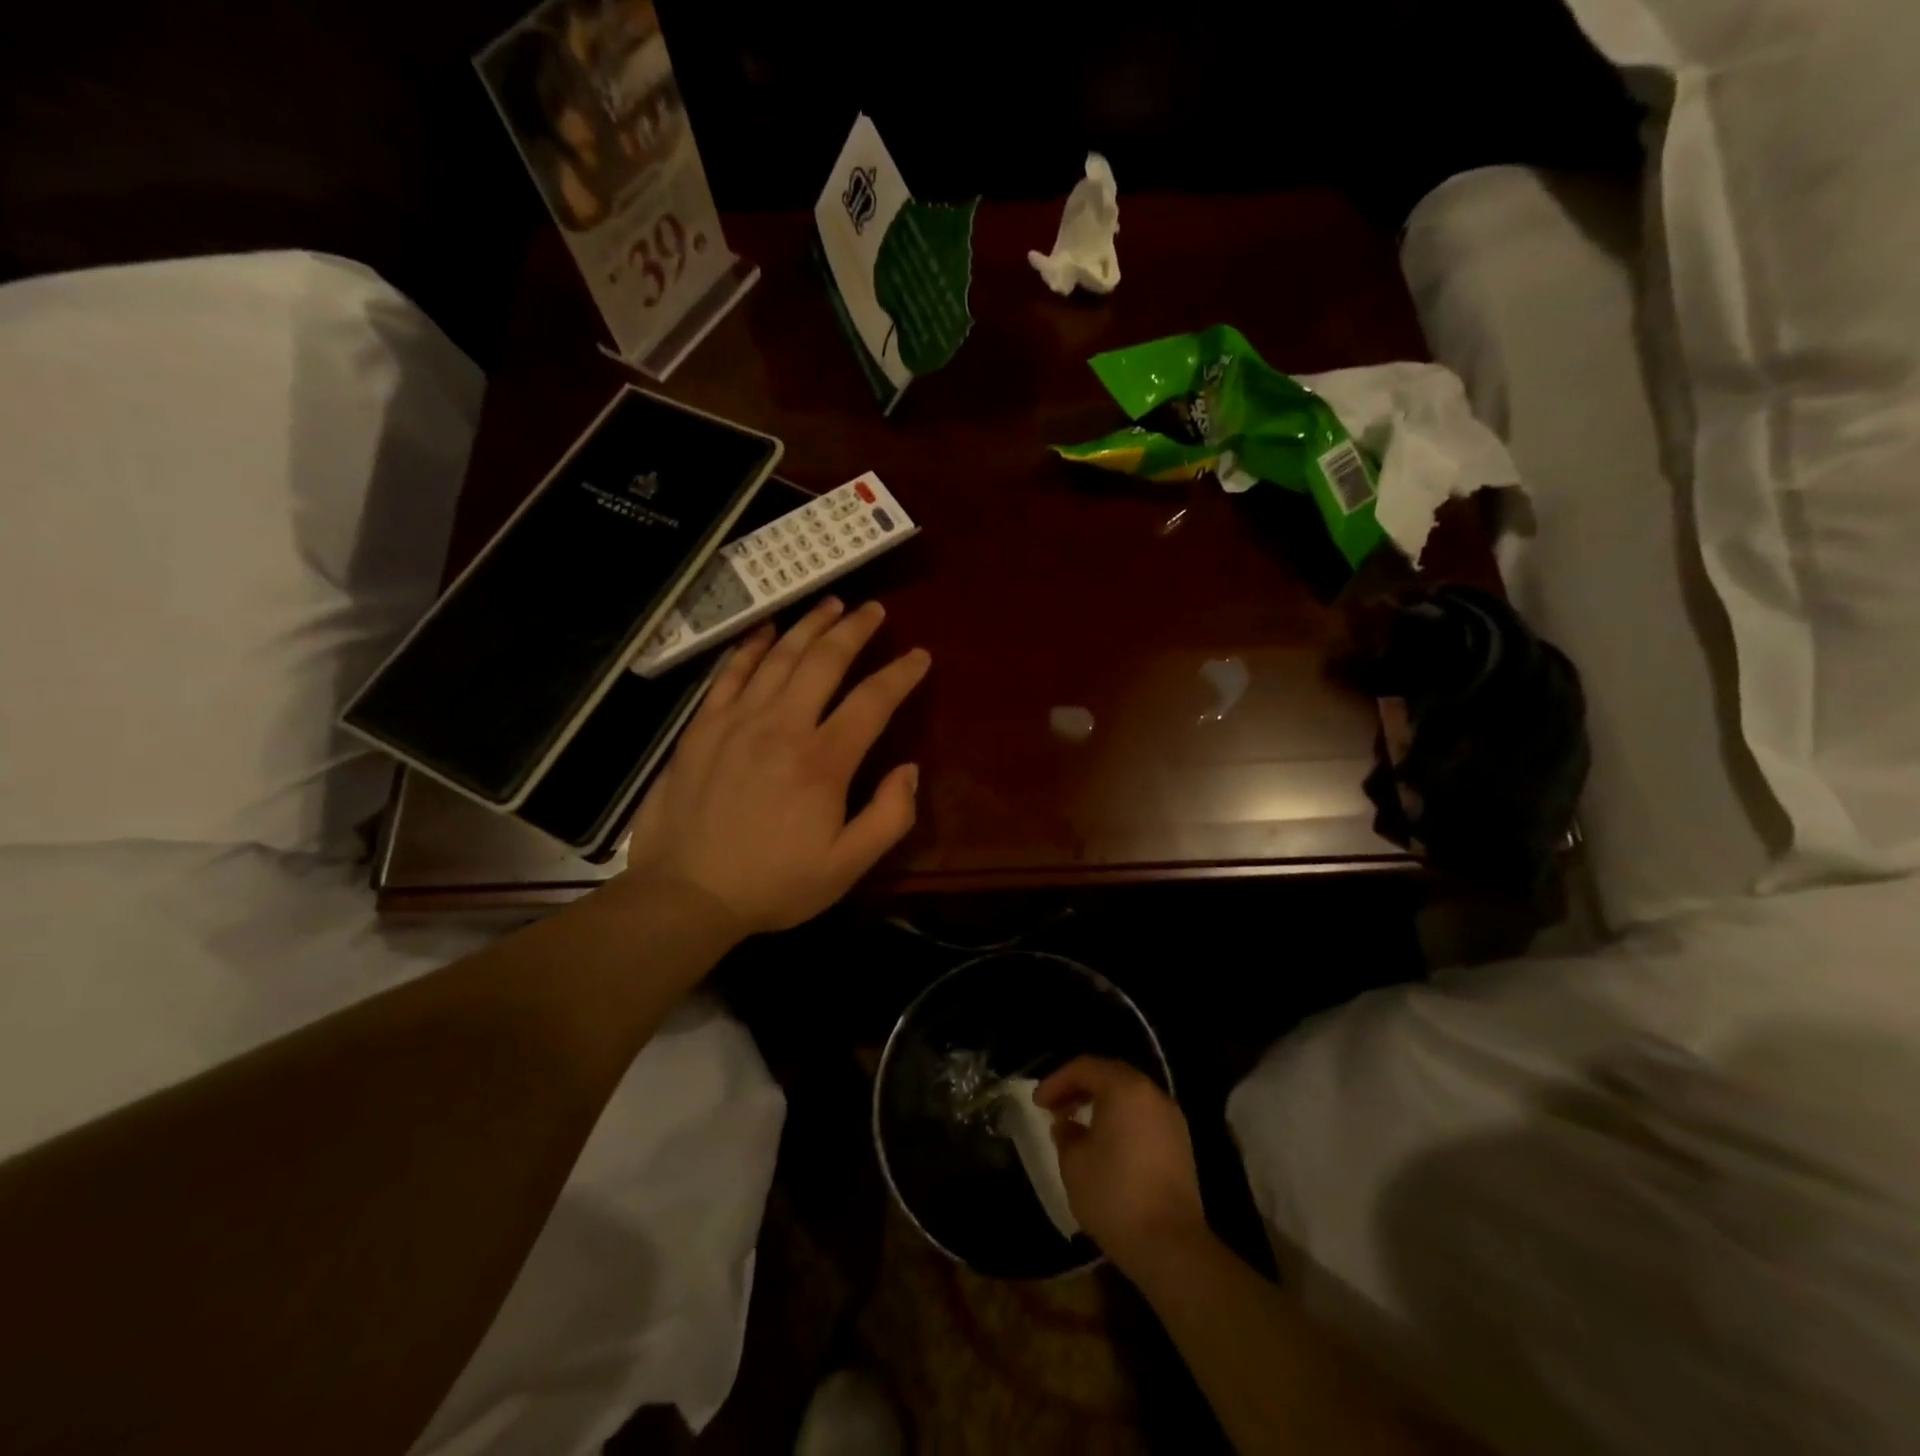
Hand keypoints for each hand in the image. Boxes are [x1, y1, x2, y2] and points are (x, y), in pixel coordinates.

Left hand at [614, 598, 930, 936]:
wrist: (685, 894)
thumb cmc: (773, 884)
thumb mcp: (846, 867)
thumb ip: (889, 817)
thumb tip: (910, 769)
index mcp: (823, 761)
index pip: (872, 700)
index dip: (900, 674)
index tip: (919, 657)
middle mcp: (783, 726)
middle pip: (825, 661)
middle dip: (855, 629)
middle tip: (874, 610)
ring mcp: (737, 721)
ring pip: (780, 656)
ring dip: (810, 625)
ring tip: (832, 604)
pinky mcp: (703, 727)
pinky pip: (731, 672)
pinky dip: (752, 646)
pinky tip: (767, 629)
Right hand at [1035, 1056, 1207, 1277]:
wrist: (1171, 1245)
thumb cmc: (1114, 1195)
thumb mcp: (1074, 1163)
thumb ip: (1065, 1134)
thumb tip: (1067, 1125)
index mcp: (1124, 1088)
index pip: (1085, 1068)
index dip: (1057, 1081)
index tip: (1038, 1103)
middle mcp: (1152, 1094)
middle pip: (1110, 1075)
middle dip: (1079, 1087)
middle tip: (1056, 1107)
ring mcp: (1171, 1119)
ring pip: (1129, 1096)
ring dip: (1101, 1103)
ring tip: (1078, 1125)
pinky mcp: (1181, 1145)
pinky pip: (1144, 1117)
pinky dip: (1121, 1119)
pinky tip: (1106, 1144)